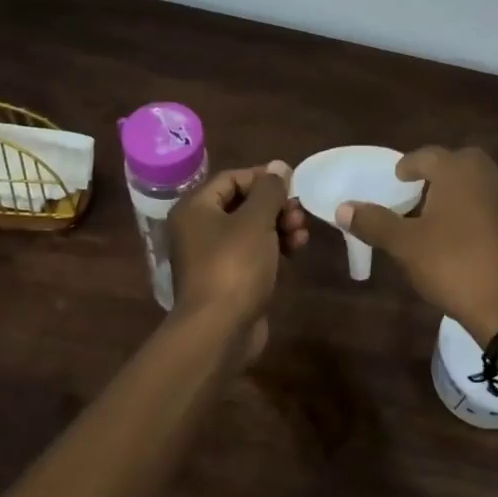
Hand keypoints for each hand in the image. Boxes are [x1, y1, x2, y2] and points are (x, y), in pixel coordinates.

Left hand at [167, 161, 307, 360]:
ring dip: (279, 225)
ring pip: (251, 229)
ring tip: (302, 233)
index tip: (292, 184)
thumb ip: (269, 190)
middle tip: (299, 212)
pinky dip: (274, 247)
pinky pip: (253, 253)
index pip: (231, 178)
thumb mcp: (256, 221)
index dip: (262, 177)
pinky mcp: (229, 279)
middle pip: (242, 204)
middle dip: (275, 205)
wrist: (219, 330)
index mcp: (196, 208)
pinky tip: (296, 250)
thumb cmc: (234, 266)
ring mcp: (213, 256)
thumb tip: (278, 166)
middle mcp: (198, 229)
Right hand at [336, 146, 497, 339]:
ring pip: (473, 183)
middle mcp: (485, 175)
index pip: (426, 155)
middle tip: (413, 192)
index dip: (407, 166)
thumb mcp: (405, 244)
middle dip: (434, 174)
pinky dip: (469, 209)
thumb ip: (374, 222)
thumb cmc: (452, 264)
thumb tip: (343, 208)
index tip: (395, 179)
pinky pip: (486, 204)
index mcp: (457, 170)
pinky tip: (455, 236)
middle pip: (455, 163)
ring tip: (430, 215)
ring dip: (452, 192)